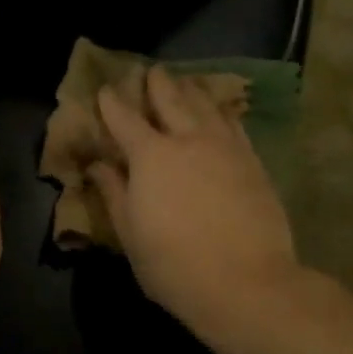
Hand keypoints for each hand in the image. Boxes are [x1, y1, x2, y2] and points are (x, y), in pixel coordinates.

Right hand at [90, 66, 300, 339]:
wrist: (246, 283)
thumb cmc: (173, 264)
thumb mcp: (130, 233)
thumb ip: (114, 192)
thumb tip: (99, 165)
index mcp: (150, 156)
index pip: (124, 119)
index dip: (112, 103)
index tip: (105, 89)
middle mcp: (188, 140)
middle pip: (170, 100)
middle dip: (157, 84)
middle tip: (150, 70)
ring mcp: (226, 148)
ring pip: (207, 106)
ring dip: (192, 90)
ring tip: (185, 82)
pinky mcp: (253, 162)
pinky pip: (234, 125)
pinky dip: (222, 112)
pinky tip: (221, 112)